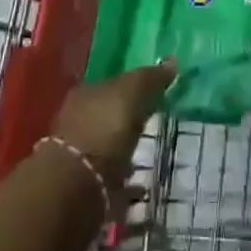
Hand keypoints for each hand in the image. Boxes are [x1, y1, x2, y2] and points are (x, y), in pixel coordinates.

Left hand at [50, 61, 175, 185]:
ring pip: (109, 148)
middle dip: (128, 122)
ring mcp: (80, 157)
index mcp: (84, 95)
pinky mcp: (87, 189)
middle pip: (108, 117)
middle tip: (154, 124)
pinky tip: (143, 186)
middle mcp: (78, 123)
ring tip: (150, 156)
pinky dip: (127, 183)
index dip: (132, 89)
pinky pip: (113, 180)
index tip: (153, 95)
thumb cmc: (104, 128)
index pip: (111, 86)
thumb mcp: (131, 93)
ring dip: (126, 152)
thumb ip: (150, 78)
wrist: (78, 186)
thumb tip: (172, 61)